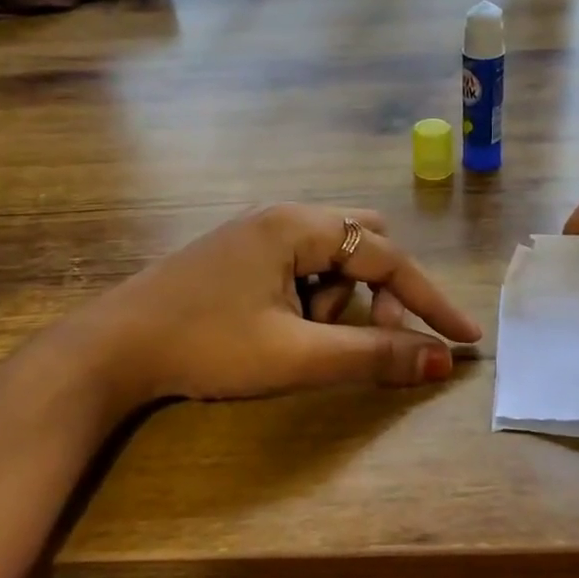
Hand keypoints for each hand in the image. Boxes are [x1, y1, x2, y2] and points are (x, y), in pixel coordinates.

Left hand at [65, 204, 483, 409]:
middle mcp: (281, 215)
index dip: (430, 300)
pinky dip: (309, 296)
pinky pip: (299, 265)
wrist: (112, 348)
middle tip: (370, 335)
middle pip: (362, 242)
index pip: (386, 256)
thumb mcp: (296, 355)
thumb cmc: (206, 346)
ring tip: (302, 340)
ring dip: (337, 298)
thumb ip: (372, 355)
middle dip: (377, 291)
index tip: (465, 338)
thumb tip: (440, 362)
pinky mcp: (240, 252)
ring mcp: (257, 231)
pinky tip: (278, 329)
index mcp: (297, 225)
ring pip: (329, 257)